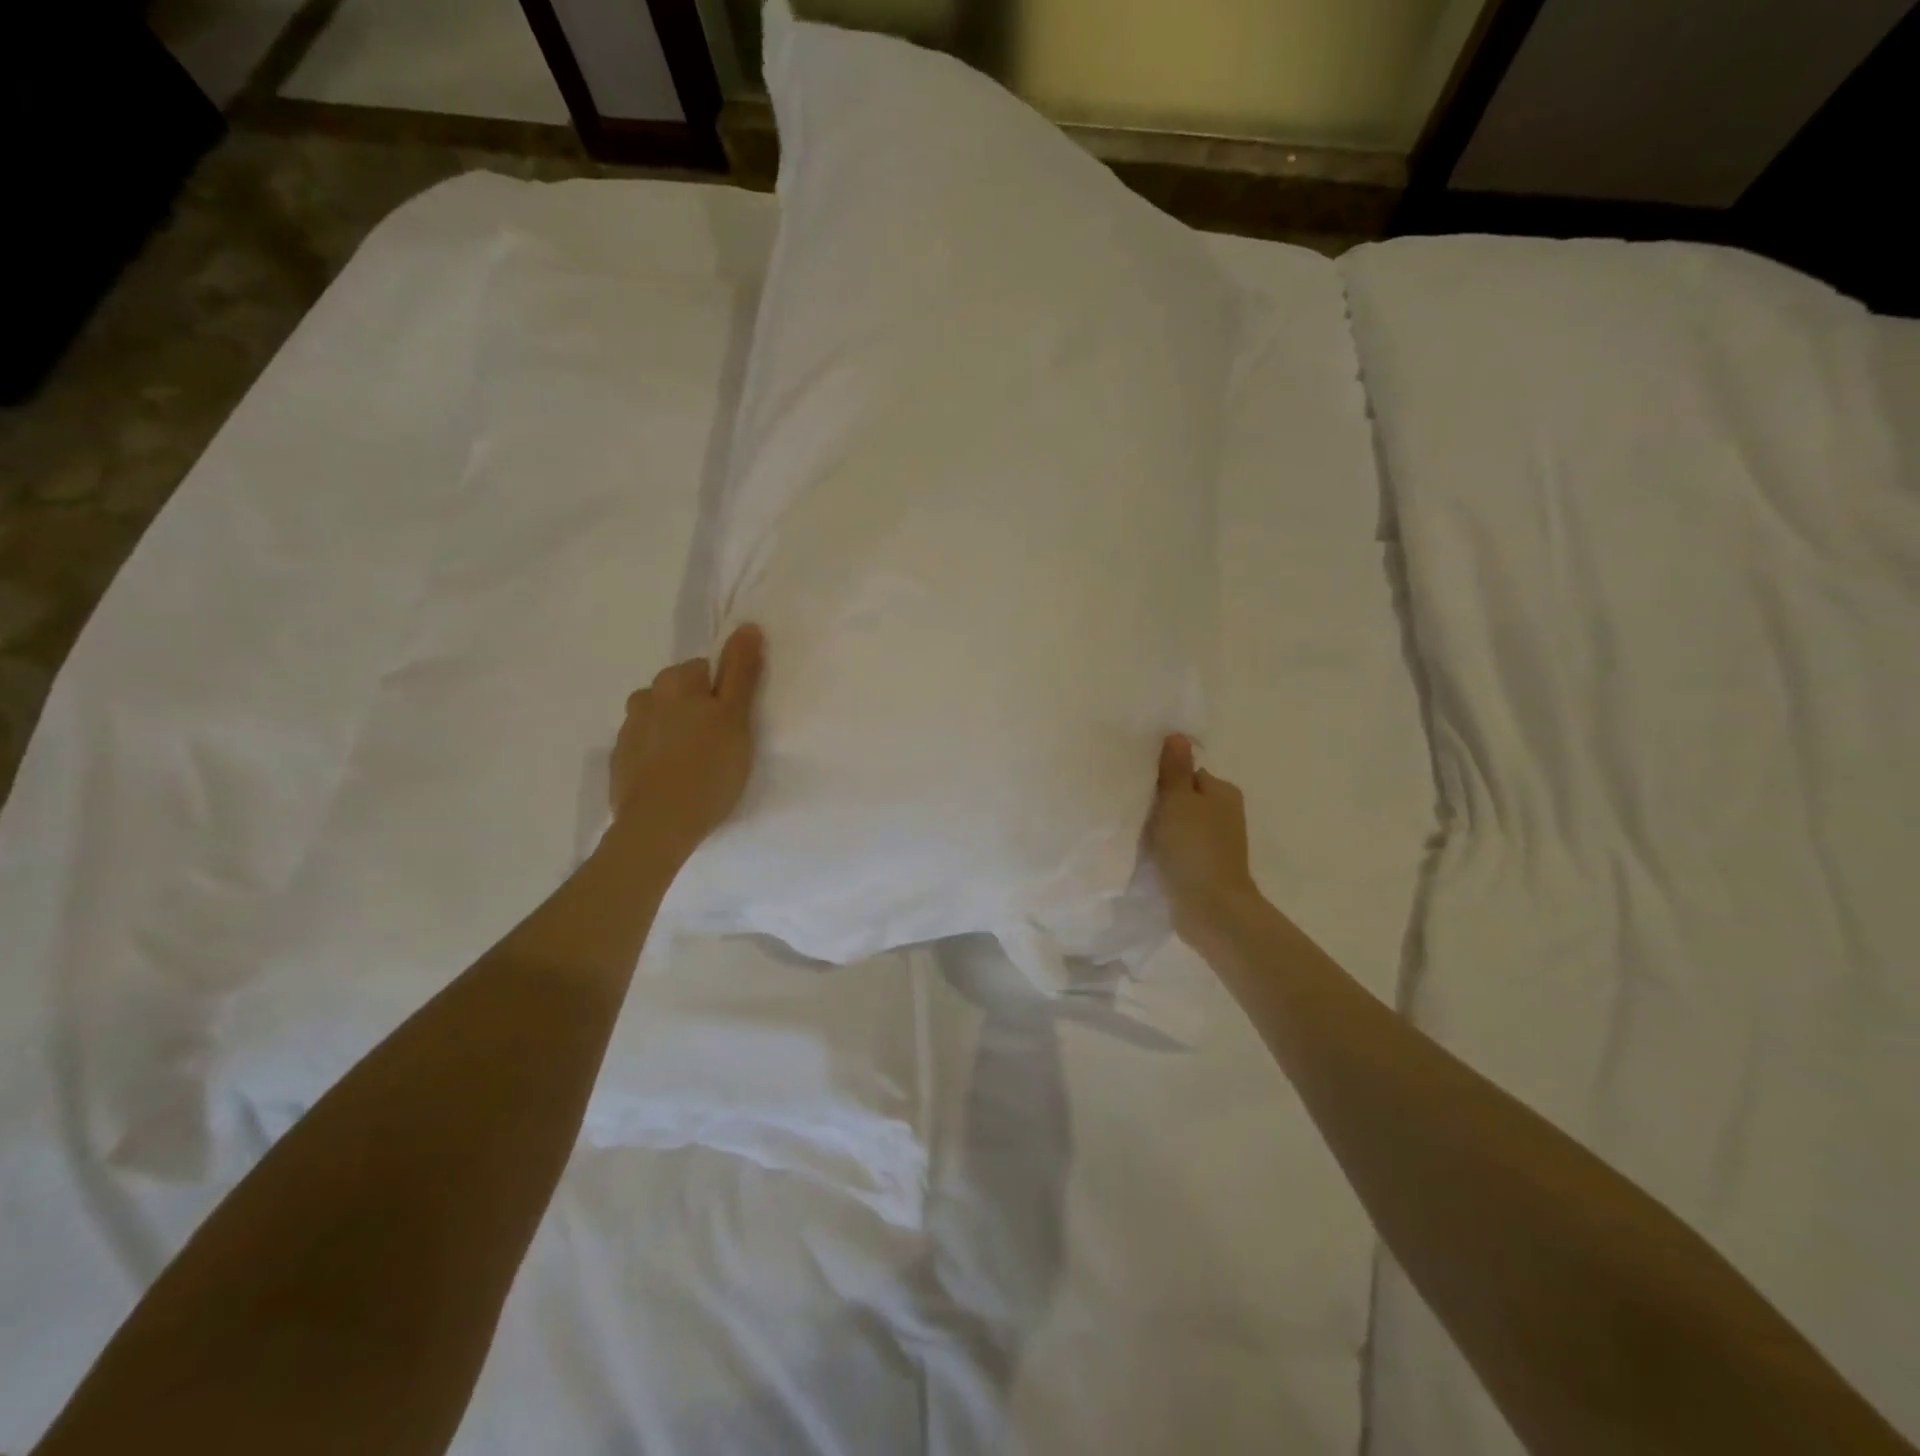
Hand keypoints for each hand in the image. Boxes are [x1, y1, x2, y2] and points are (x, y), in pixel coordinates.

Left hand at [609, 624, 765, 857]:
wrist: (659, 826)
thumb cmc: (708, 767)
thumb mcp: (736, 717)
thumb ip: (742, 671)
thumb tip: (747, 626)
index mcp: (674, 681)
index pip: (707, 669)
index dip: (725, 695)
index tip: (735, 723)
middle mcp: (644, 697)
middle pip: (681, 693)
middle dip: (698, 711)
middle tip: (721, 746)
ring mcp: (627, 731)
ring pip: (662, 720)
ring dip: (678, 733)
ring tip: (698, 766)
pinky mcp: (619, 763)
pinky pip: (647, 749)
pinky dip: (661, 757)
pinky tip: (676, 780)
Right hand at [1147, 734, 1259, 941]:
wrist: (1210, 909)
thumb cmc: (1194, 847)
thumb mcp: (1178, 800)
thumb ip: (1174, 769)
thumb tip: (1177, 735)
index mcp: (1223, 792)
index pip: (1188, 772)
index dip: (1163, 778)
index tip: (1139, 786)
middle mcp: (1224, 814)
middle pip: (1183, 798)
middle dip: (1161, 803)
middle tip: (1132, 808)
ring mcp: (1216, 843)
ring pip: (1180, 824)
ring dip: (1161, 828)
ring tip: (1135, 832)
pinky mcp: (1204, 867)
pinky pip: (1179, 848)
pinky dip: (1165, 849)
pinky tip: (1147, 854)